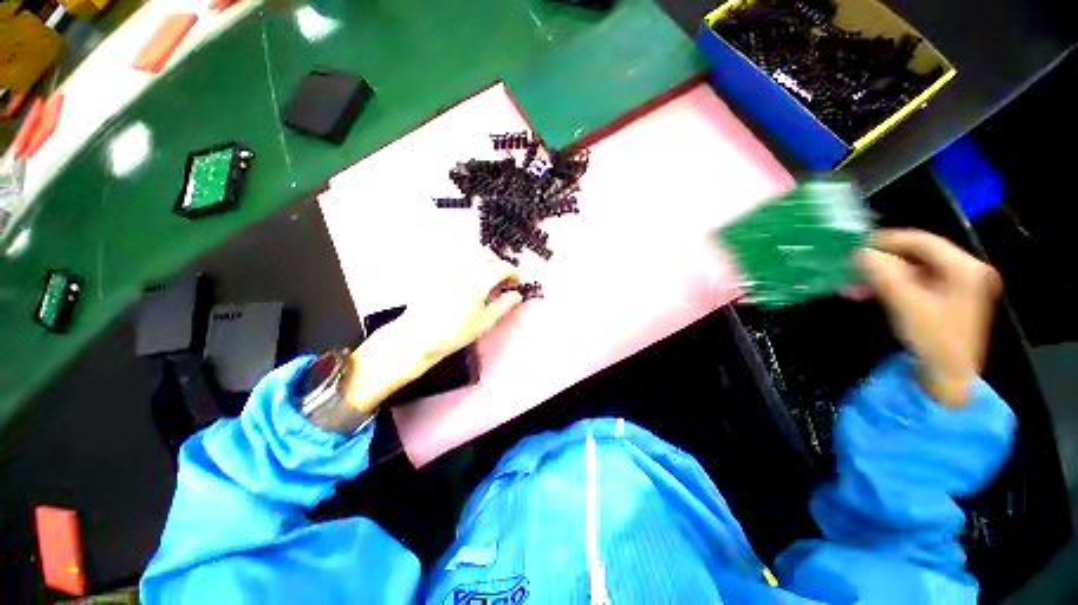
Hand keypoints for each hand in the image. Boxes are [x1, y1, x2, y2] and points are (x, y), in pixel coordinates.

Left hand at [343, 254, 523, 413]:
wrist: (417, 336)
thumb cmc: (454, 332)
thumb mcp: (484, 322)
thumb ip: (504, 305)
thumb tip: (517, 294)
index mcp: (479, 281)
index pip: (502, 267)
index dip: (513, 272)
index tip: (517, 281)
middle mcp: (464, 269)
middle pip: (487, 258)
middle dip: (499, 266)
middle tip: (503, 281)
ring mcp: (449, 269)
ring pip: (472, 257)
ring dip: (484, 265)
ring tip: (486, 280)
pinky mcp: (437, 271)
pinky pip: (458, 262)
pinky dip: (469, 267)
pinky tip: (467, 281)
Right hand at [858, 229, 1000, 407]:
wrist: (947, 377)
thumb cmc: (933, 339)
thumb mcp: (906, 304)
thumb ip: (884, 274)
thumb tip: (860, 252)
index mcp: (963, 268)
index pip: (922, 241)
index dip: (888, 240)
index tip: (856, 247)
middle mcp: (964, 271)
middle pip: (916, 256)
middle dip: (880, 263)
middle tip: (850, 269)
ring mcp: (956, 286)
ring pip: (911, 271)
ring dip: (880, 277)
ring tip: (851, 286)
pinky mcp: (945, 299)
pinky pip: (913, 284)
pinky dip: (889, 287)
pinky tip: (866, 294)